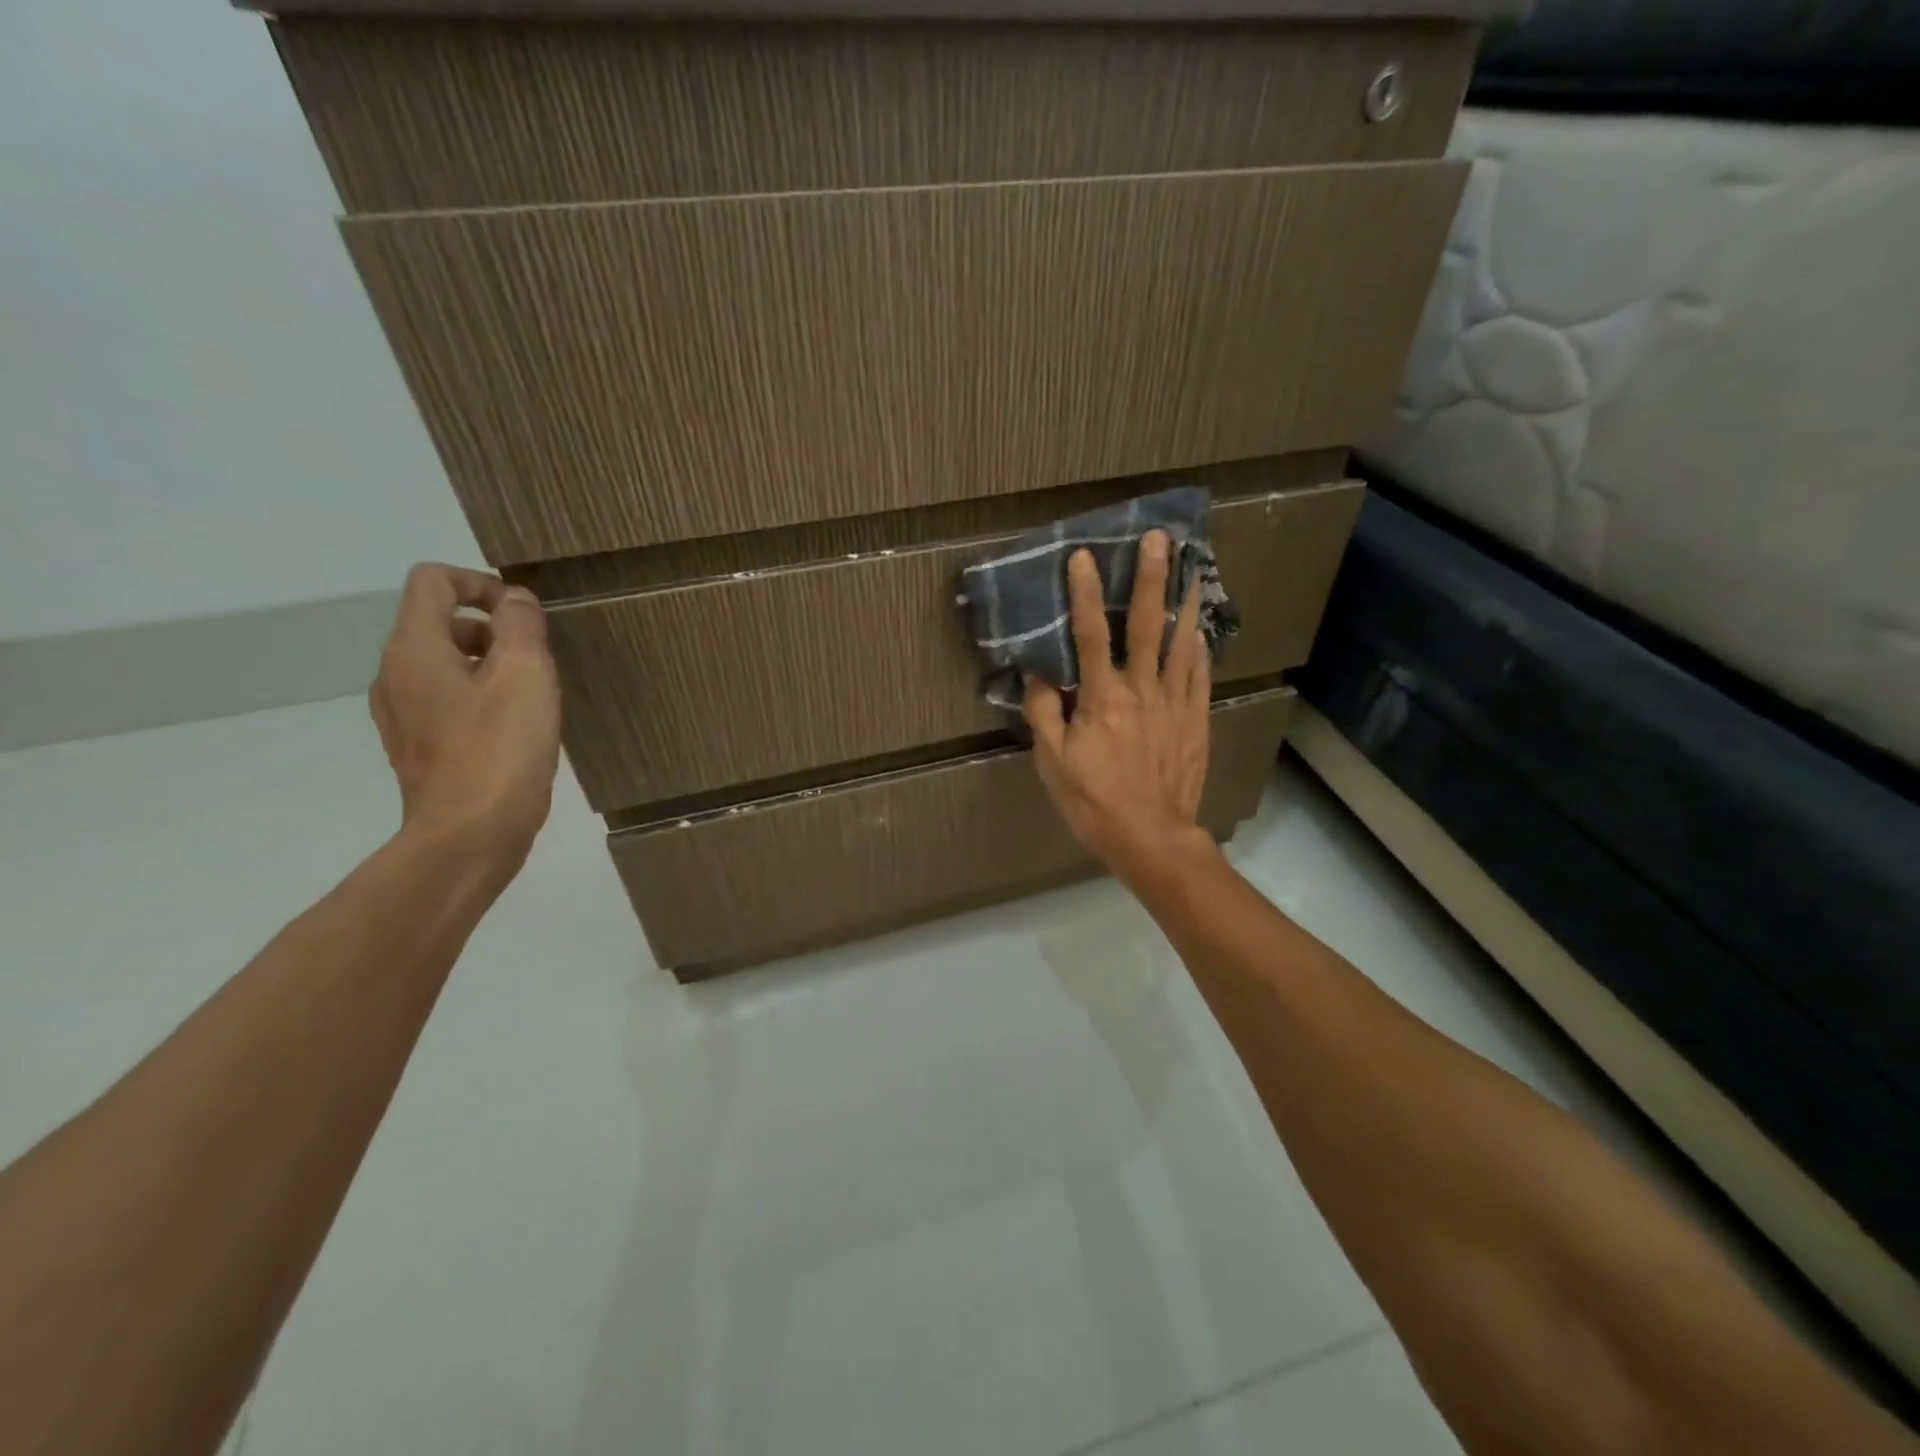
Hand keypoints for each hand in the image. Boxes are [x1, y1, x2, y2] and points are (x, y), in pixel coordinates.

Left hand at [369, 564, 561, 869]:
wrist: (470, 836)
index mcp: (415, 648)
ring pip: (444, 664)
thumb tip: (514, 601)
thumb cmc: (500, 749)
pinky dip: (479, 698)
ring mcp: (402, 715)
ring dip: (488, 665)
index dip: (479, 582)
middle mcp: (395, 674)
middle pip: (438, 622)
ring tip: (531, 695)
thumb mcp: (525, 675)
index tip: (522, 614)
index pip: (432, 581)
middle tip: (537, 659)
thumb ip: (521, 626)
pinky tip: (513, 728)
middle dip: (491, 628)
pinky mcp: (417, 748)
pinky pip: (446, 701)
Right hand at [1022, 530, 1211, 885]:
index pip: (1090, 635)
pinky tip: (1199, 627)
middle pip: (1144, 625)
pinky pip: (1199, 675)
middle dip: (1150, 579)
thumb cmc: (1093, 800)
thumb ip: (1044, 713)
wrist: (1150, 834)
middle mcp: (1141, 690)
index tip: (1083, 556)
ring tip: (1193, 568)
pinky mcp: (1195, 719)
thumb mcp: (1052, 762)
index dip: (1084, 593)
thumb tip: (1038, 674)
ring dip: (1183, 602)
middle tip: (1160, 539)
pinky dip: (1199, 647)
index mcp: (1102, 698)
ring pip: (1180, 643)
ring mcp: (1174, 703)